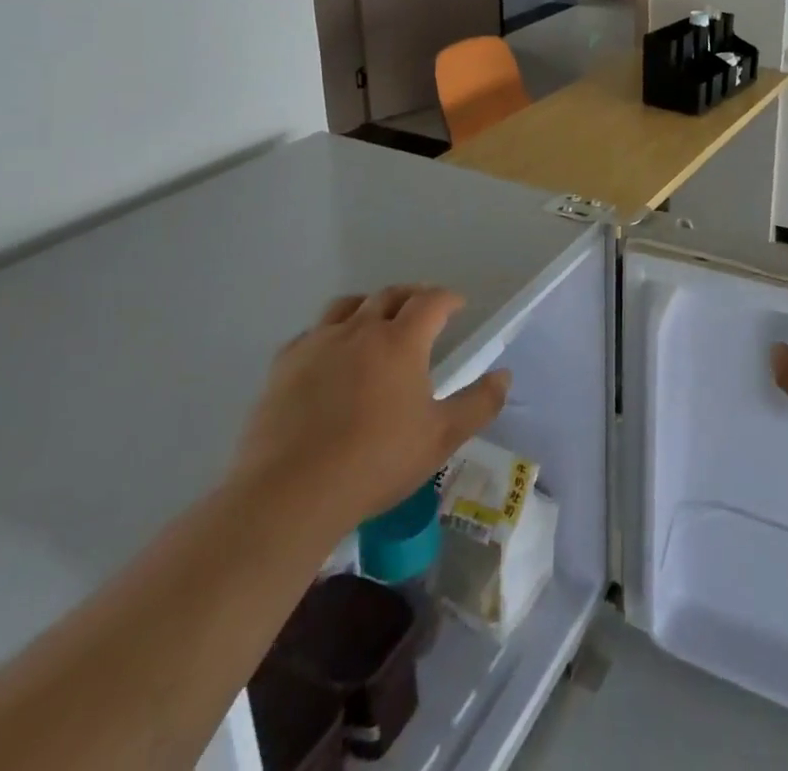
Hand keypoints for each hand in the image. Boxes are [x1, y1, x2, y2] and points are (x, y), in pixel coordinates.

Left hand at [229, 286, 509, 544]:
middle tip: (422, 309)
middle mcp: (360, 329)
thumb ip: (479, 404)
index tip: (458, 306)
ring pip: (347, 305)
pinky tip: (329, 355)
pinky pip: (311, 333)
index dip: (448, 298)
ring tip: (375, 322)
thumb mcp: (441, 438)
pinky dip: (329, 333)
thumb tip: (504, 376)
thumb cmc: (375, 462)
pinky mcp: (283, 365)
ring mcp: (318, 344)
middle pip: (390, 295)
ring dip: (368, 306)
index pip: (431, 301)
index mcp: (401, 340)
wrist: (290, 493)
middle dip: (412, 296)